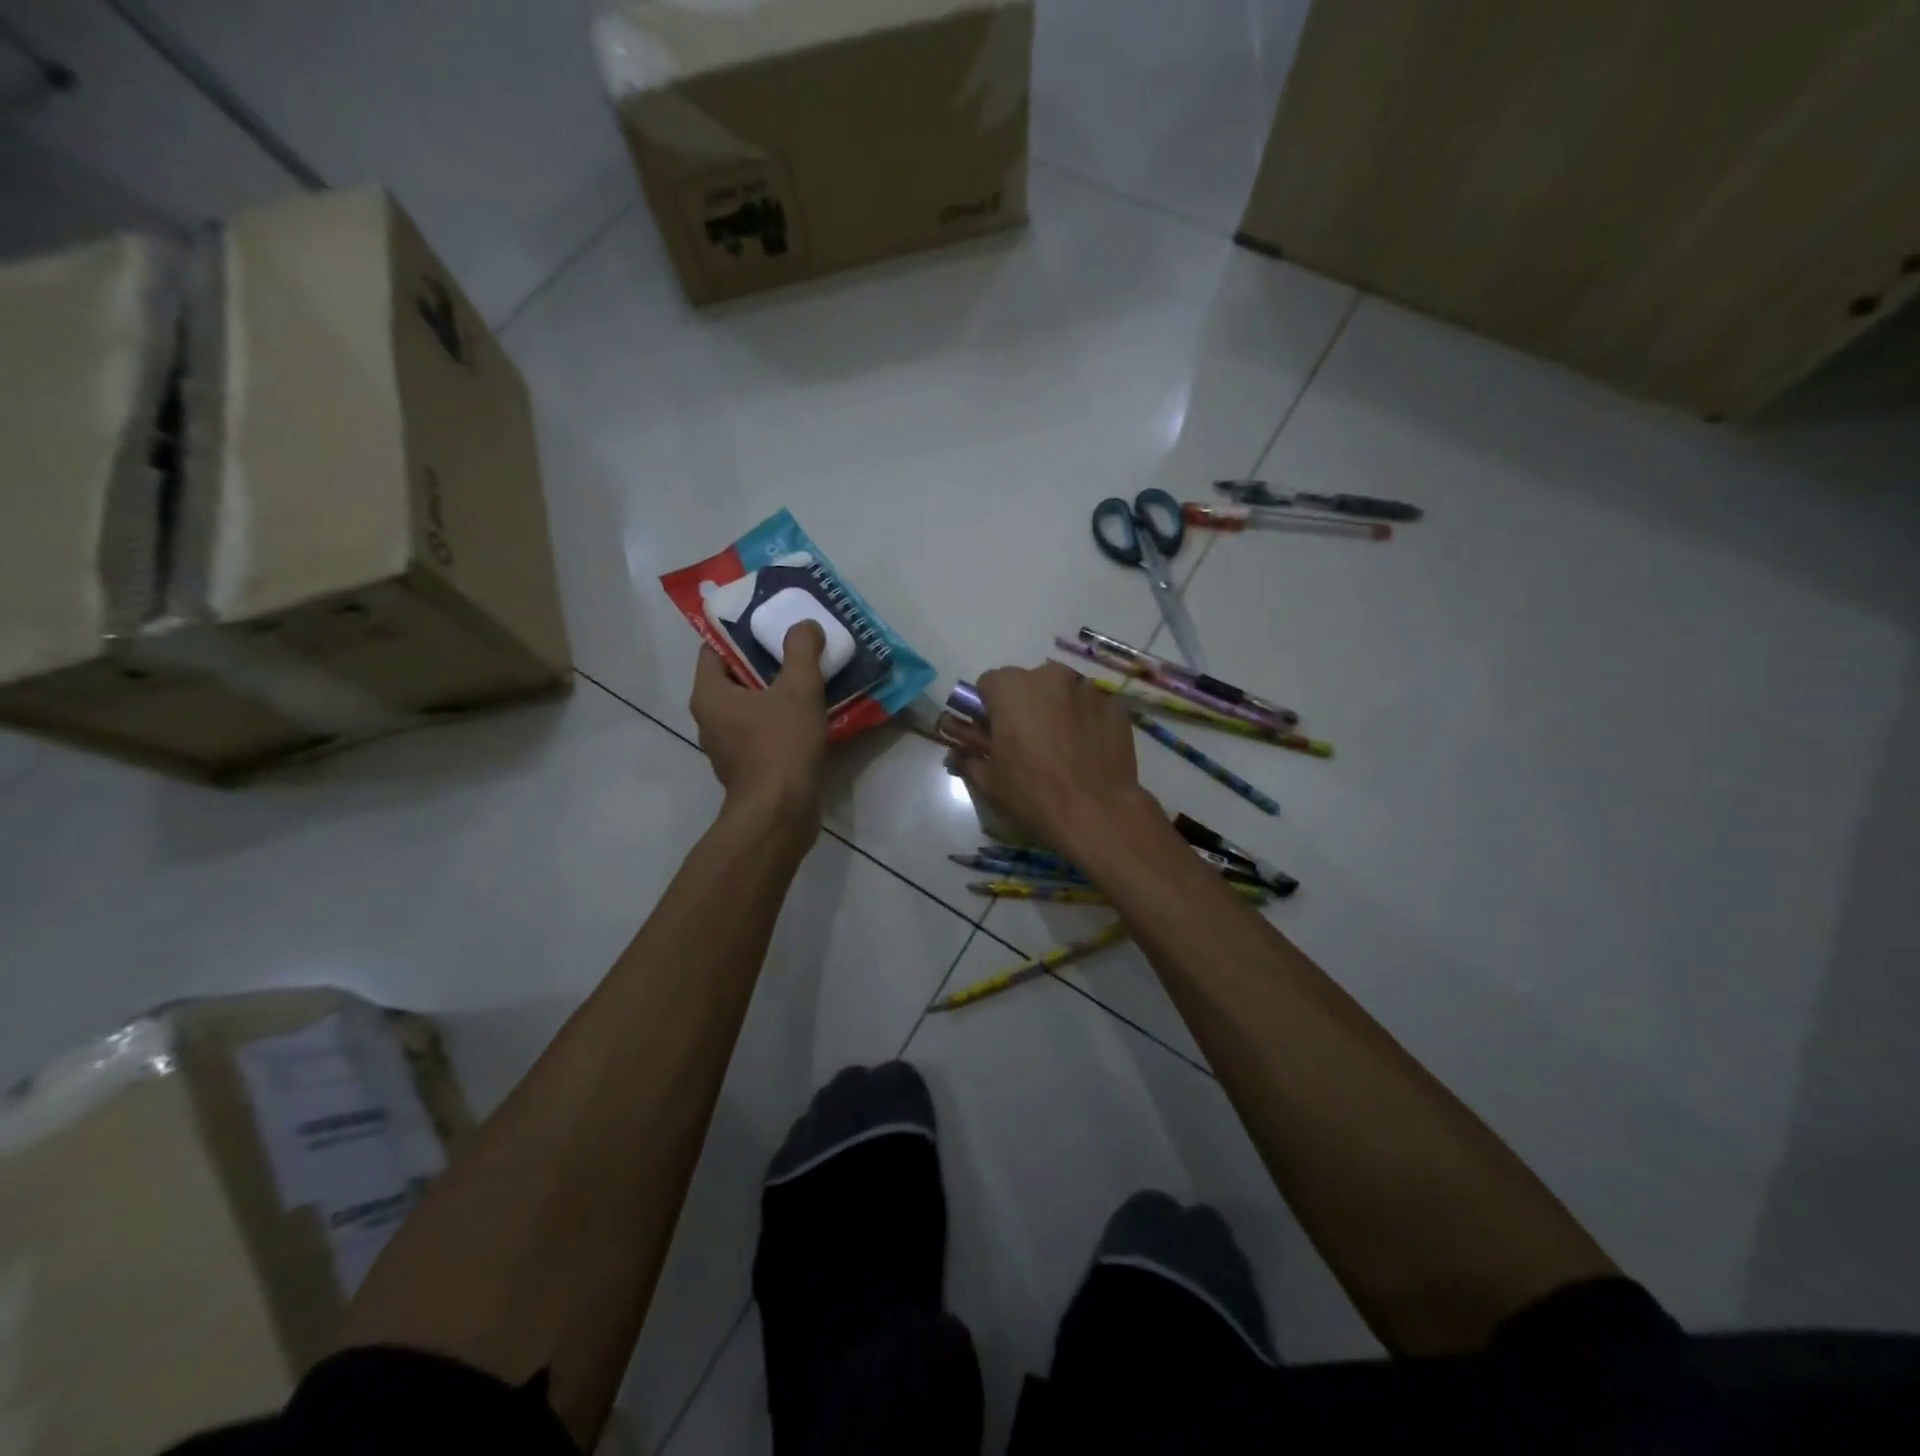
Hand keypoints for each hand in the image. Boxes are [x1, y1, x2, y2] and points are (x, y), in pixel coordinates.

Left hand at [691, 622, 828, 827]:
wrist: (780, 812)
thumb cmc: (781, 745)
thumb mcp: (798, 689)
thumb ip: (802, 651)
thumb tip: (804, 626)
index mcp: (709, 694)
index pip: (714, 649)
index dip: (741, 634)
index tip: (771, 626)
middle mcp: (709, 719)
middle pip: (734, 678)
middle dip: (763, 662)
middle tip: (796, 649)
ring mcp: (725, 747)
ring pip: (748, 707)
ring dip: (773, 693)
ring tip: (806, 680)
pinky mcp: (744, 768)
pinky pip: (758, 732)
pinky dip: (778, 721)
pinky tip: (807, 717)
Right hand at [953, 663, 1155, 853]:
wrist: (1096, 811)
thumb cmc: (1033, 793)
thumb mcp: (990, 781)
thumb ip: (969, 759)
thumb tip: (956, 756)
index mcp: (1011, 688)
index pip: (989, 683)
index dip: (989, 707)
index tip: (994, 732)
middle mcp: (1049, 676)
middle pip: (1029, 683)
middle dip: (1025, 705)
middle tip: (1028, 741)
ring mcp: (1086, 688)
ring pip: (1062, 692)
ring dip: (1057, 709)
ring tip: (1062, 746)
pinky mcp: (1114, 706)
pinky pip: (1091, 706)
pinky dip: (1086, 720)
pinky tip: (1087, 750)